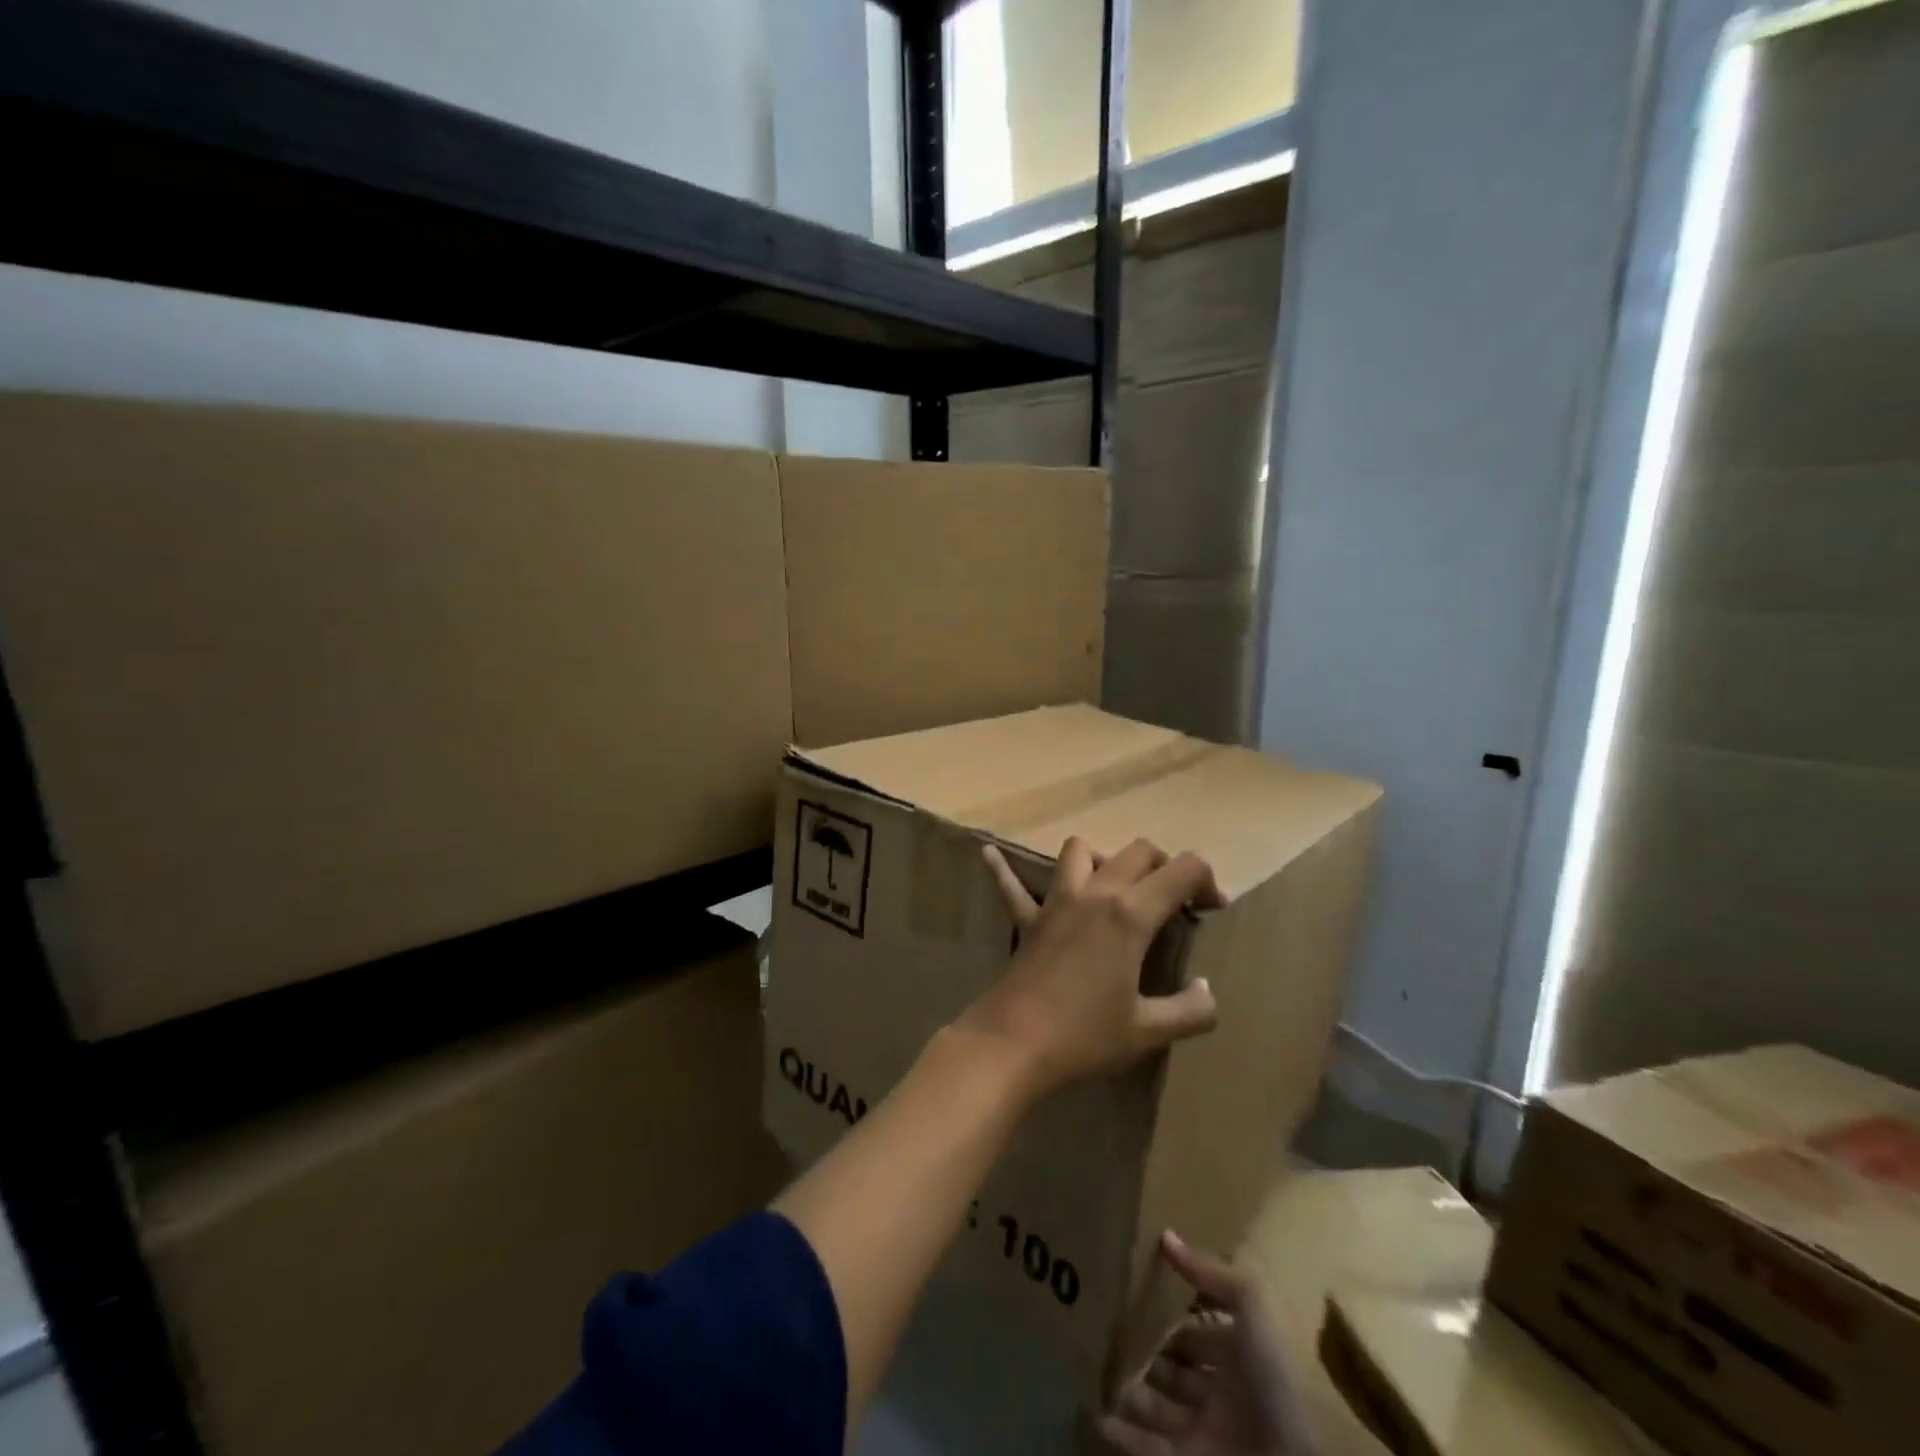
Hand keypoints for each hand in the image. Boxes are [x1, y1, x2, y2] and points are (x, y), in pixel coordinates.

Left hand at [958, 836, 1224, 1098]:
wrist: (1013, 1045)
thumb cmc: (1084, 1037)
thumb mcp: (1149, 1032)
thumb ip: (1191, 1011)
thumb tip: (1206, 990)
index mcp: (1130, 914)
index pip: (1183, 870)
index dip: (1207, 881)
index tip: (1211, 910)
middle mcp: (1095, 894)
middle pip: (1138, 851)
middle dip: (1165, 866)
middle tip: (1174, 902)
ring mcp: (1056, 902)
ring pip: (1080, 851)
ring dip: (1104, 860)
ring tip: (1116, 888)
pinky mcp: (1028, 920)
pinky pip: (1012, 886)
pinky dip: (1005, 870)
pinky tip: (989, 854)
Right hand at [1101, 1232, 1316, 1455]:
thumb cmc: (1277, 1374)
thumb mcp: (1252, 1303)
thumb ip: (1209, 1272)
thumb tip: (1165, 1235)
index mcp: (1237, 1356)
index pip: (1194, 1335)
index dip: (1168, 1321)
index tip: (1134, 1304)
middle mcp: (1221, 1394)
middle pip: (1174, 1373)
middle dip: (1146, 1358)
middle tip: (1109, 1340)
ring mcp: (1207, 1434)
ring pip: (1159, 1409)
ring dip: (1130, 1394)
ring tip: (1098, 1375)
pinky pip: (1151, 1449)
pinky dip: (1126, 1438)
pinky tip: (1100, 1418)